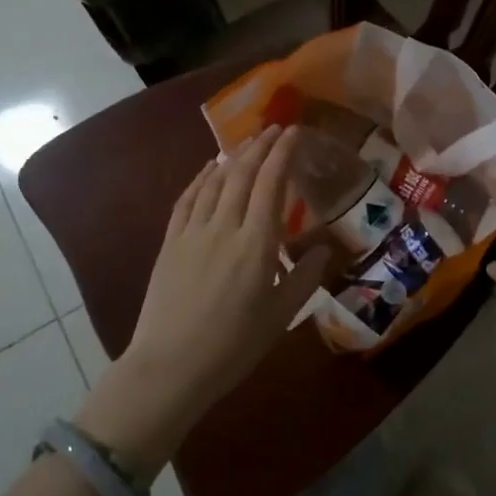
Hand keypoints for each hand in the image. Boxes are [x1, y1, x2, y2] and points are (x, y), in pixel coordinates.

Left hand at [76, 126, 327, 476]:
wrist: (170, 367)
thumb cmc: (233, 346)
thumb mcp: (280, 316)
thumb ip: (305, 277)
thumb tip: (325, 246)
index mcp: (257, 244)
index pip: (271, 184)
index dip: (282, 154)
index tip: (294, 133)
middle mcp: (225, 227)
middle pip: (243, 174)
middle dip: (260, 146)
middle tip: (275, 128)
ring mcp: (193, 232)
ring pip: (215, 182)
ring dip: (233, 156)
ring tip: (248, 142)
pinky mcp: (170, 243)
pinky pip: (187, 200)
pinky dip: (200, 178)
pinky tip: (209, 169)